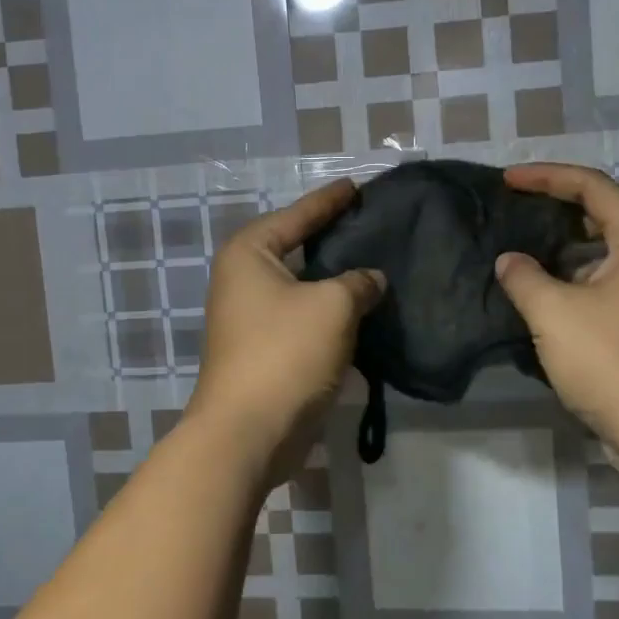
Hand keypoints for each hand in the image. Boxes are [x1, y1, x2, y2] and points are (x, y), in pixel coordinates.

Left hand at [190, 180, 385, 472]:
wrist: (249, 433)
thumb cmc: (285, 353)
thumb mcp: (332, 306)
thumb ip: (358, 282)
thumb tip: (370, 280)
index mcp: (250, 253)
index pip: (298, 215)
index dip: (329, 200)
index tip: (356, 185)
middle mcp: (243, 279)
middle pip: (296, 247)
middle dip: (332, 237)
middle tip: (370, 222)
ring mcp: (250, 317)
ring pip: (302, 286)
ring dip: (334, 280)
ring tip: (375, 263)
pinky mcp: (264, 349)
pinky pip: (303, 317)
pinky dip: (330, 312)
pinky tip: (362, 309)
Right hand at [495, 163, 618, 448]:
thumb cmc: (614, 362)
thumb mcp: (555, 314)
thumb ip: (524, 278)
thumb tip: (510, 261)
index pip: (591, 187)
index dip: (546, 176)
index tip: (506, 180)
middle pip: (599, 213)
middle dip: (553, 206)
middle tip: (511, 207)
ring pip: (599, 251)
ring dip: (558, 246)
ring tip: (515, 246)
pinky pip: (599, 282)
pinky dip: (568, 278)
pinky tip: (535, 292)